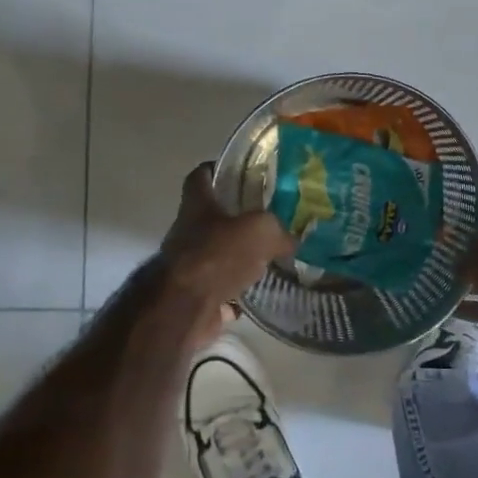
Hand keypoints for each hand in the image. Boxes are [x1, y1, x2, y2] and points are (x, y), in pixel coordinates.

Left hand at [162, 164, 296, 346]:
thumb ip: (278, 231)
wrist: (185, 308)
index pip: (201, 175)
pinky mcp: (195, 295)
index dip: (218, 169)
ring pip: (218, 254)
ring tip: (272, 256)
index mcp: (198, 205)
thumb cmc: (218, 255)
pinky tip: (262, 291)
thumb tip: (292, 241)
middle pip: (212, 217)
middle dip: (238, 218)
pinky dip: (239, 292)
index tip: (242, 172)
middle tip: (270, 218)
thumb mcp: (261, 230)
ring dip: (240, 257)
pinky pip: (222, 289)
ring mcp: (189, 265)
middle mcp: (188, 231)